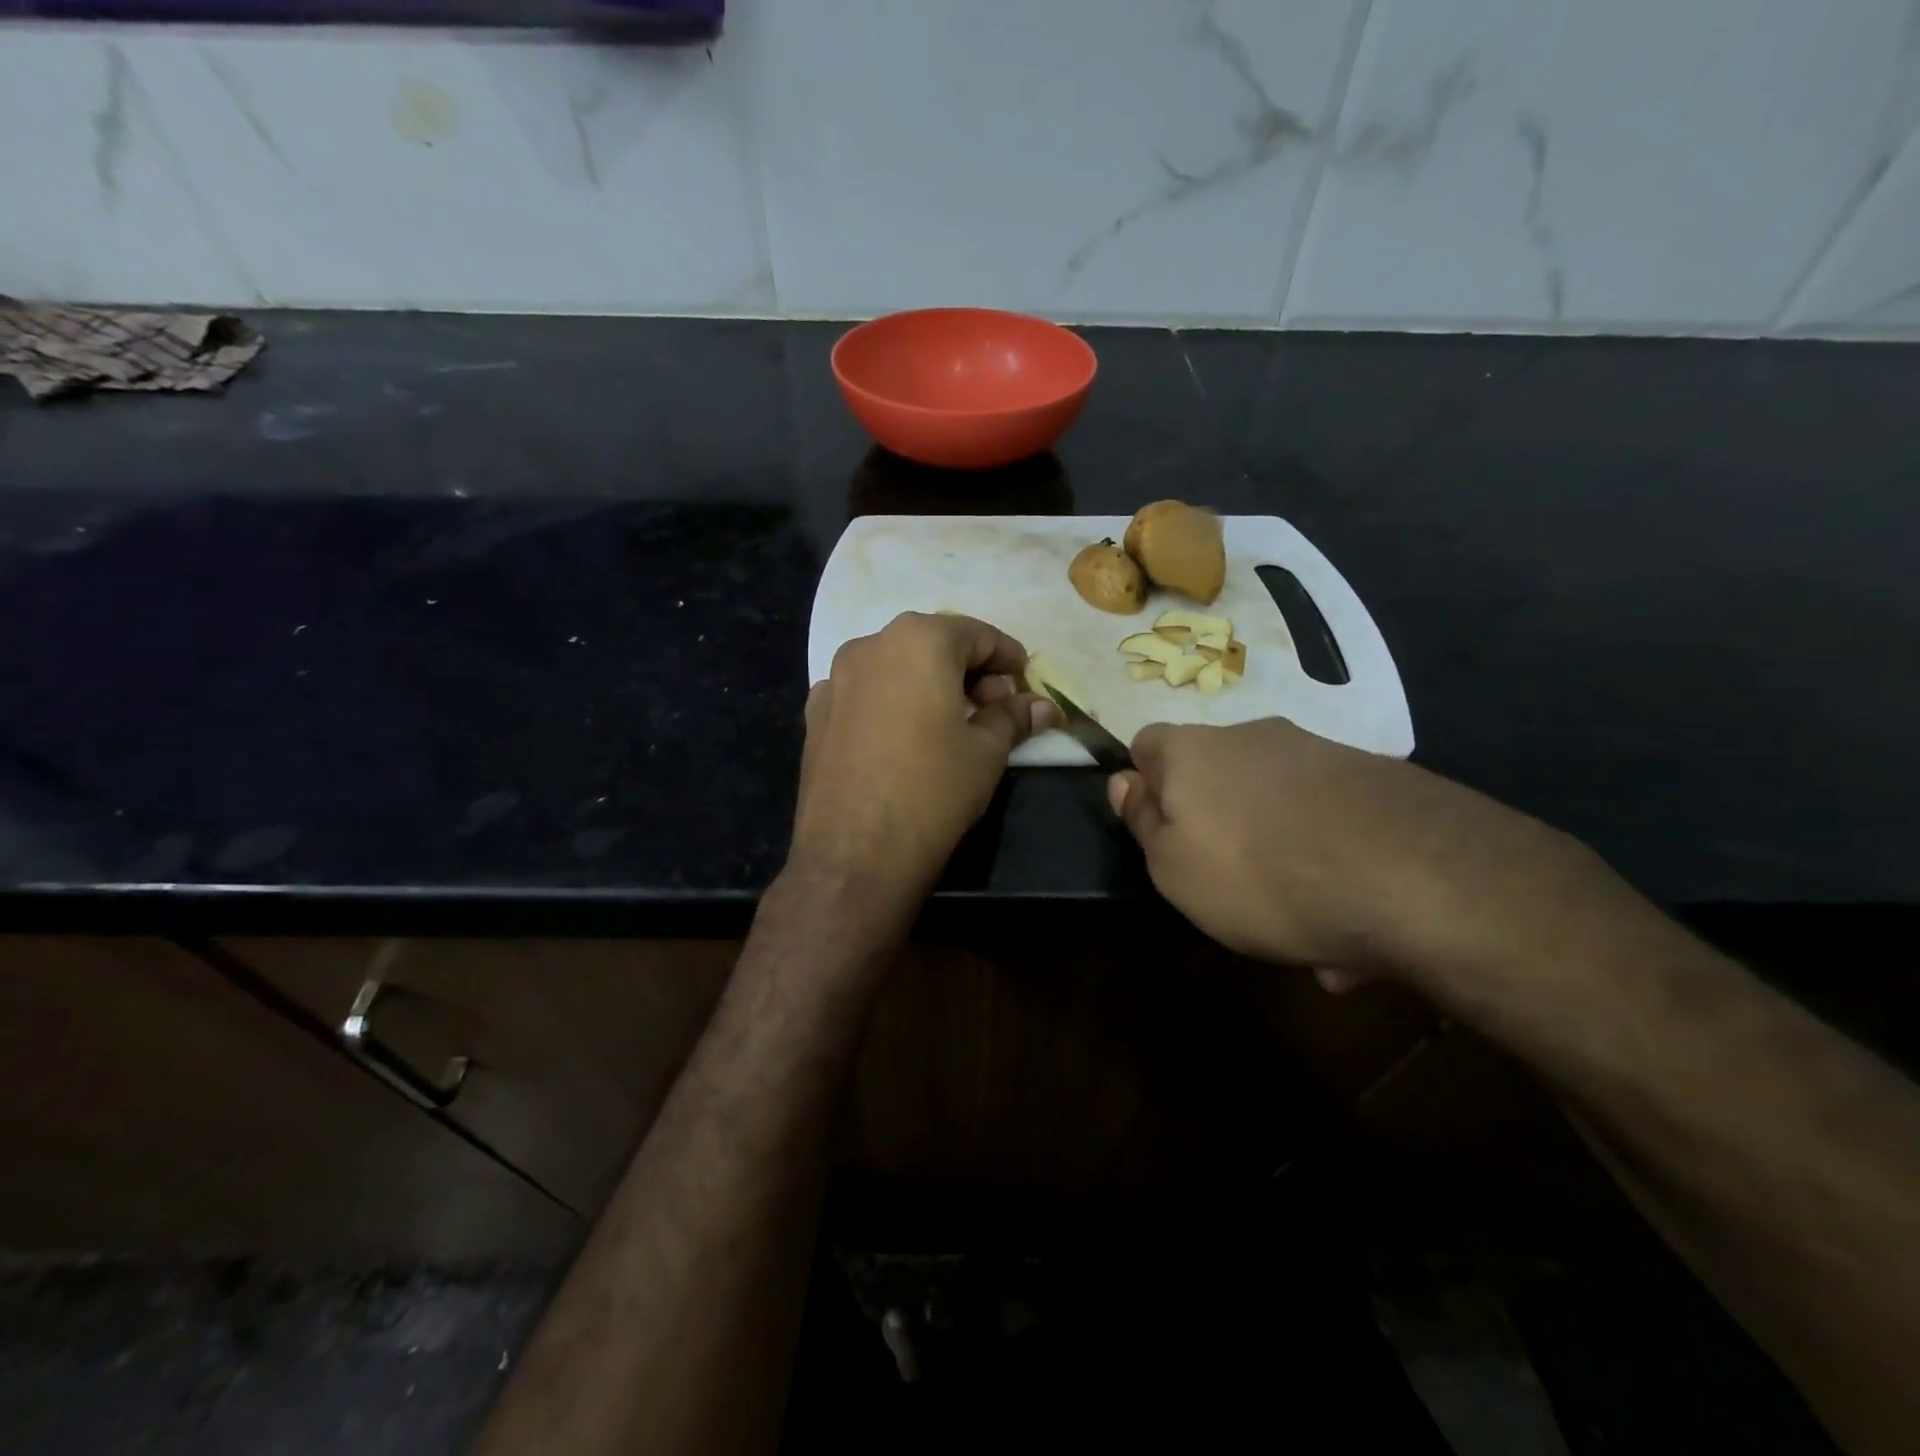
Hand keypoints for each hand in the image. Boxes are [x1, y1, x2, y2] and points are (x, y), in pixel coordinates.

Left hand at [790, 612, 1057, 904]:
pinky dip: (891, 703)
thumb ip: (1013, 717)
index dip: (1007, 657)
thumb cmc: (932, 791)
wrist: (853, 854)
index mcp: (918, 640)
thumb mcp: (986, 752)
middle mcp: (870, 645)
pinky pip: (864, 694)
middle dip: (969, 671)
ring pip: (895, 667)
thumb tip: (1043, 706)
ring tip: (950, 723)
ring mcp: (835, 679)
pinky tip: (903, 738)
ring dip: (928, 684)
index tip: (1024, 681)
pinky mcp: (815, 714)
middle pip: (932, 645)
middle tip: (994, 708)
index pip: (976, 634)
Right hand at [1108, 717, 1605, 985]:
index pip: (1147, 746)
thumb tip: (1125, 782)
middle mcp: (1253, 737)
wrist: (1411, 874)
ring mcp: (1320, 754)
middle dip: (1217, 826)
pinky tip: (1353, 933)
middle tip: (1230, 890)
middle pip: (1217, 777)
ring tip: (1305, 930)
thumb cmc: (1257, 874)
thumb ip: (1144, 822)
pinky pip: (1331, 825)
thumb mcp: (1173, 867)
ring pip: (1278, 808)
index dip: (1146, 786)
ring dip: (1279, 858)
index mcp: (1193, 751)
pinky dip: (1331, 866)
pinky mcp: (1377, 780)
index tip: (1160, 833)